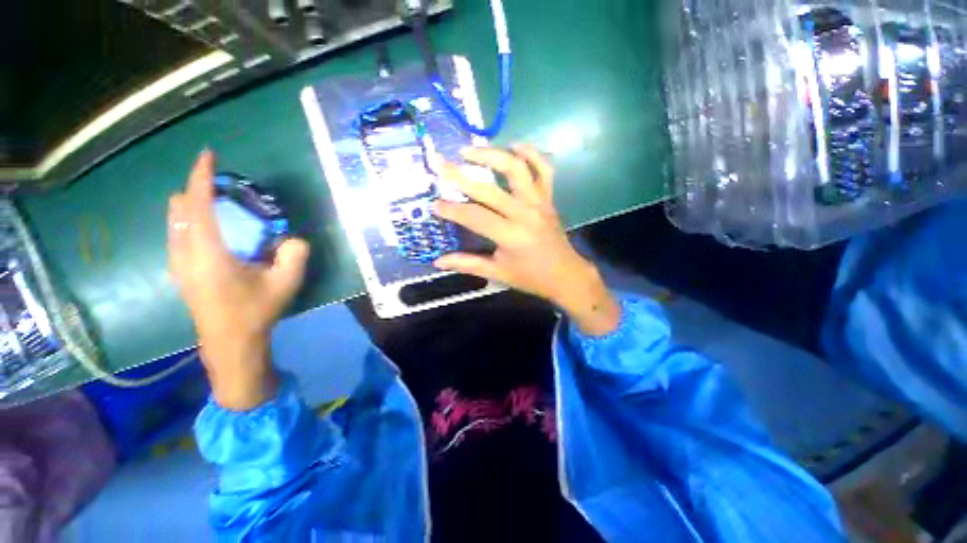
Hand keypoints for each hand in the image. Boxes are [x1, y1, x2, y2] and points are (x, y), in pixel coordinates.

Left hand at [168, 151, 309, 410]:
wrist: (231, 342)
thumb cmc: (256, 312)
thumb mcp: (286, 283)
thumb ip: (295, 254)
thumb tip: (291, 238)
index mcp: (208, 253)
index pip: (198, 204)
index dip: (201, 176)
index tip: (208, 155)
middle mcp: (184, 253)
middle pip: (179, 208)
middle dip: (197, 188)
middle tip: (226, 187)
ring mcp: (177, 263)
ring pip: (174, 220)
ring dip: (192, 204)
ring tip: (220, 205)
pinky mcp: (179, 271)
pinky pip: (177, 233)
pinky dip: (190, 220)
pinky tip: (214, 231)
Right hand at [434, 145, 619, 335]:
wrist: (566, 275)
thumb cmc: (531, 277)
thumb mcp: (498, 273)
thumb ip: (468, 264)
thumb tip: (438, 261)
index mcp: (511, 236)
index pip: (474, 216)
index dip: (452, 209)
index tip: (434, 204)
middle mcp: (525, 213)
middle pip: (488, 189)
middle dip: (459, 175)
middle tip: (439, 164)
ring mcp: (539, 202)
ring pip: (516, 168)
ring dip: (492, 155)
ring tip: (470, 151)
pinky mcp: (548, 198)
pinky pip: (544, 169)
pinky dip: (531, 153)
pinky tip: (515, 146)